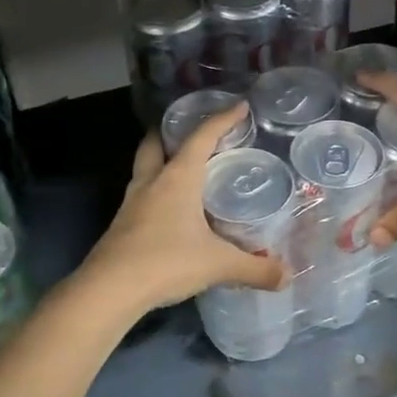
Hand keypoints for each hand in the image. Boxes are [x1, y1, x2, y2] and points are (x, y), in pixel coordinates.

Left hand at [82, 107, 288, 312]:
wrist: (109, 290)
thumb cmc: (166, 262)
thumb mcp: (218, 265)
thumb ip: (255, 268)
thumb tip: (287, 276)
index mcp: (177, 178)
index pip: (202, 137)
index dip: (222, 119)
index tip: (239, 106)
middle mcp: (152, 182)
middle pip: (155, 143)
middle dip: (171, 132)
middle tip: (192, 134)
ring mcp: (132, 203)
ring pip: (144, 169)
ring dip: (160, 162)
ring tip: (184, 171)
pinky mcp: (122, 226)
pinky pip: (141, 197)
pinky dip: (156, 193)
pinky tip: (171, 211)